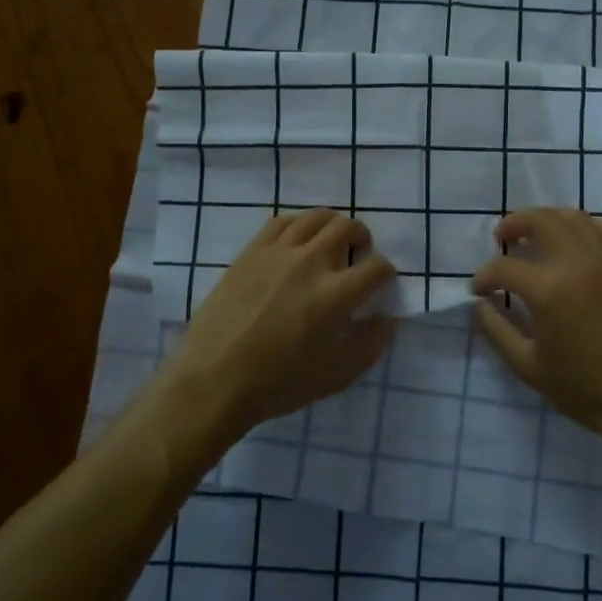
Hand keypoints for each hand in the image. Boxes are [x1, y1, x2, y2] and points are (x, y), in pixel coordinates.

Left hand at [167, 208, 396, 441]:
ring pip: (315, 217)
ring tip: (330, 243)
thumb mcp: (337, 375)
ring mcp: (277, 252)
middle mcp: (310, 262)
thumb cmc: (279, 383)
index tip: (380, 284)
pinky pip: (281, 222)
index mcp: (336, 294)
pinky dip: (298, 226)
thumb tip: (386, 319)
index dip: (386, 273)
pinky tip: (296, 242)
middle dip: (362, 238)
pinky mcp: (251, 252)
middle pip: (347, 228)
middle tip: (358, 255)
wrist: (215, 379)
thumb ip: (370, 344)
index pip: (377, 267)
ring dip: (332, 226)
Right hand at [472, 207, 601, 445]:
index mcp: (550, 289)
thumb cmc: (586, 389)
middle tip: (502, 238)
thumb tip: (480, 305)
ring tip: (535, 234)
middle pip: (541, 221)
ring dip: (547, 219)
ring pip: (574, 218)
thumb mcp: (529, 367)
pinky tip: (575, 243)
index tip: (478, 290)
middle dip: (514, 224)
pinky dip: (582, 228)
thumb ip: (497, 330)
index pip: (504, 268)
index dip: (484, 277)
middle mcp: (579, 262)